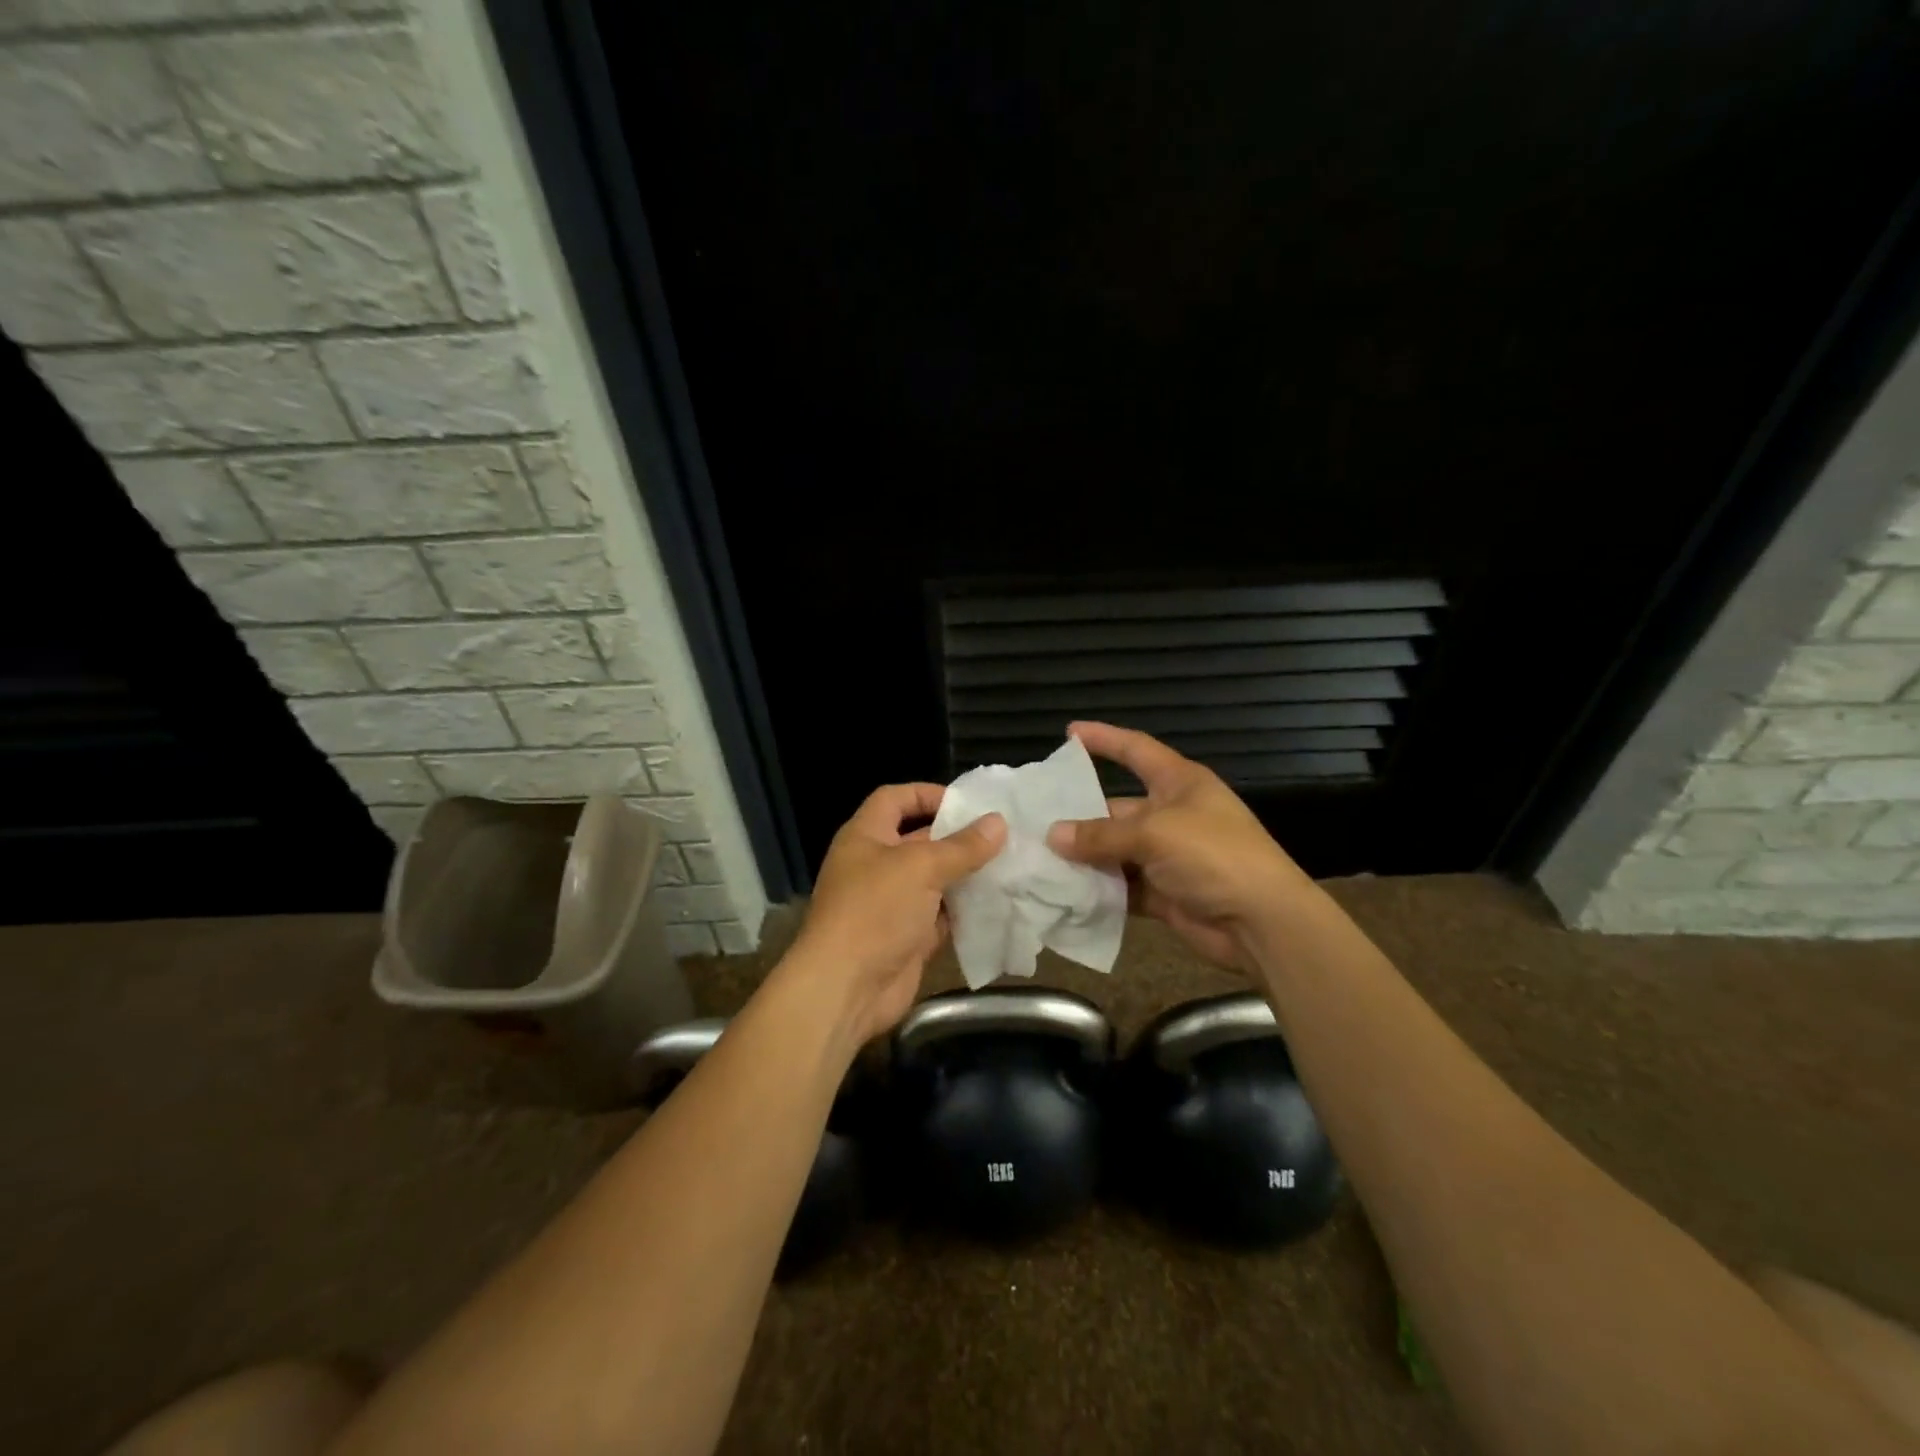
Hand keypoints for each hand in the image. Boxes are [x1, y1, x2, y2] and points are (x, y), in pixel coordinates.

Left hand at [787, 783, 1005, 1044]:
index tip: (967, 801)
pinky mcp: (908, 937)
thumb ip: (962, 846)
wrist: (846, 988)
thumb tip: (998, 822)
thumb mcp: (921, 868)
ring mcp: (892, 903)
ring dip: (967, 875)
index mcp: (866, 836)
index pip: (895, 799)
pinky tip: (999, 902)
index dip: (927, 793)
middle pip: (920, 839)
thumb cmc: (875, 911)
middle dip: (958, 837)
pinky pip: (941, 915)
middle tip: (1003, 834)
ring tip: (1010, 865)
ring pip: (935, 880)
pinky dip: (965, 910)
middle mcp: (876, 865)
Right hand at [1046, 722, 1309, 970]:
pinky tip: (1063, 892)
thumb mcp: (1154, 835)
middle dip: (1079, 816)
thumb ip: (1101, 836)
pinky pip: (1122, 886)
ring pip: (1114, 850)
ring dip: (1084, 858)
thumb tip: (1053, 836)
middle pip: (1116, 808)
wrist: (1262, 923)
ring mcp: (1167, 856)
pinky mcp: (1163, 892)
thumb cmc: (1214, 857)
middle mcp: (1171, 815)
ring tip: (1038, 859)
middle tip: (1033, 821)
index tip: (1069, 732)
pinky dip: (1098, 890)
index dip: (1105, 739)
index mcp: (1179, 783)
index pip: (1136, 750)